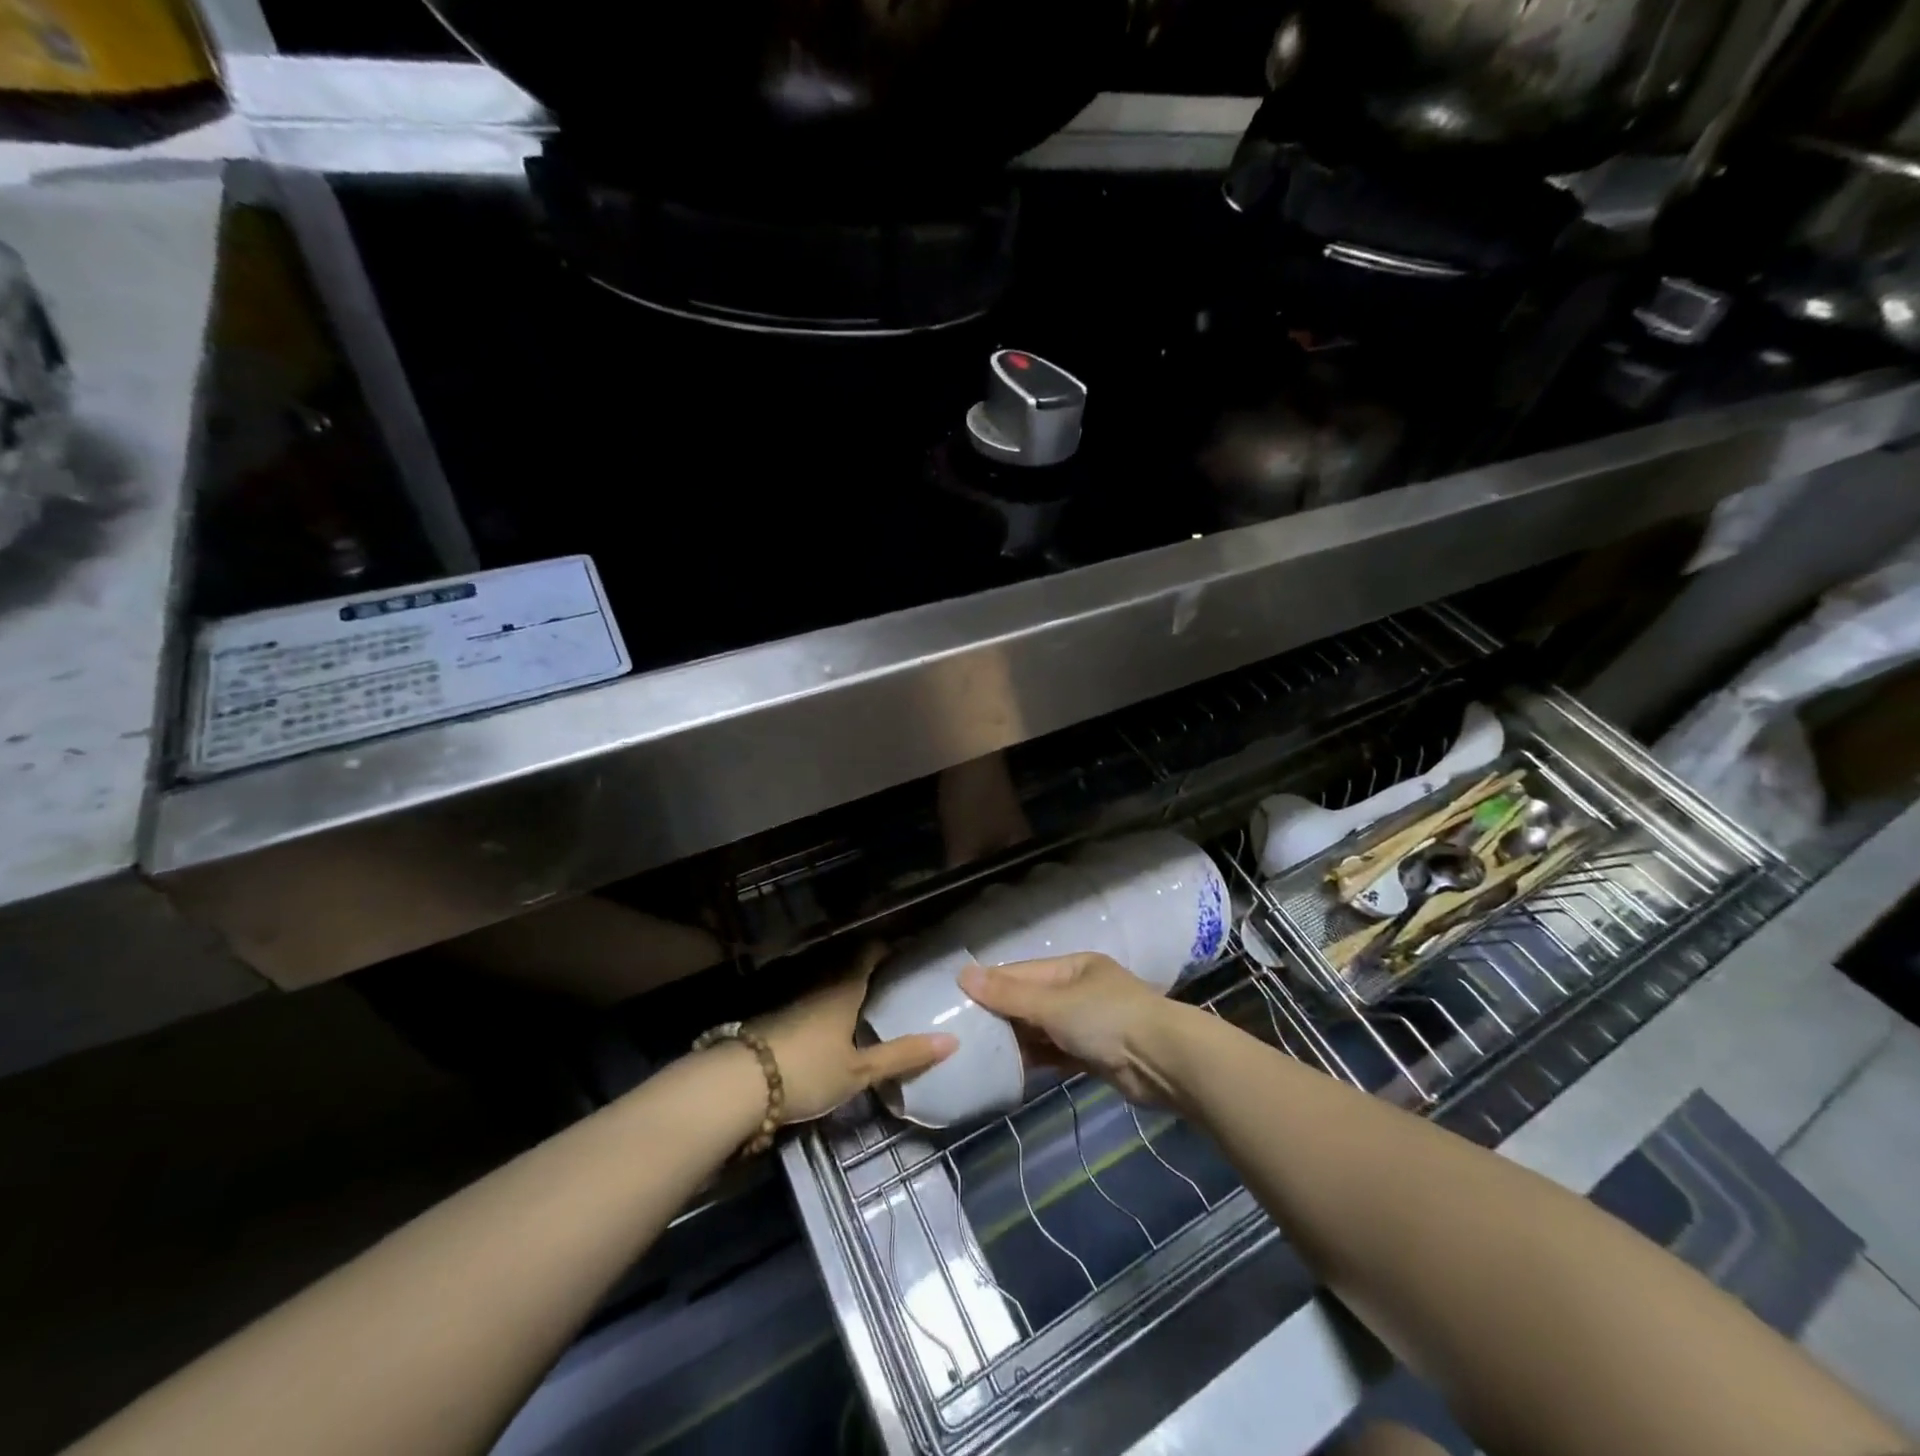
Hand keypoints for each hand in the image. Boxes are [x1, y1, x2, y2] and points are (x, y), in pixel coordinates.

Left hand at [751, 944, 956, 1123]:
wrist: (739, 1084)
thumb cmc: (808, 1070)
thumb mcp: (860, 1070)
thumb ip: (903, 1056)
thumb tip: (952, 1040)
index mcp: (845, 988)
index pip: (870, 953)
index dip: (889, 947)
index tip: (908, 949)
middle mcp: (820, 985)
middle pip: (848, 968)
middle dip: (870, 971)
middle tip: (895, 981)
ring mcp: (795, 1001)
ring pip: (828, 986)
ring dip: (847, 991)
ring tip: (870, 1005)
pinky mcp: (777, 1020)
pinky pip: (812, 1004)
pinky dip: (828, 1009)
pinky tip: (834, 1029)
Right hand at [958, 953, 1184, 1105]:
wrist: (1164, 1062)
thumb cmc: (1107, 1019)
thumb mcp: (1053, 1004)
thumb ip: (1009, 994)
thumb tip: (963, 973)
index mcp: (1074, 967)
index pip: (1023, 972)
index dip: (991, 984)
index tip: (958, 1001)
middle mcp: (1080, 991)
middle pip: (1031, 1001)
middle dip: (1002, 1016)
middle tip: (964, 1033)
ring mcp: (1089, 1024)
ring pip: (1043, 1029)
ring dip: (1018, 1041)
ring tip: (979, 1054)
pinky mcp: (1094, 1055)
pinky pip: (1056, 1054)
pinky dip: (1036, 1060)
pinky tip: (1010, 1071)